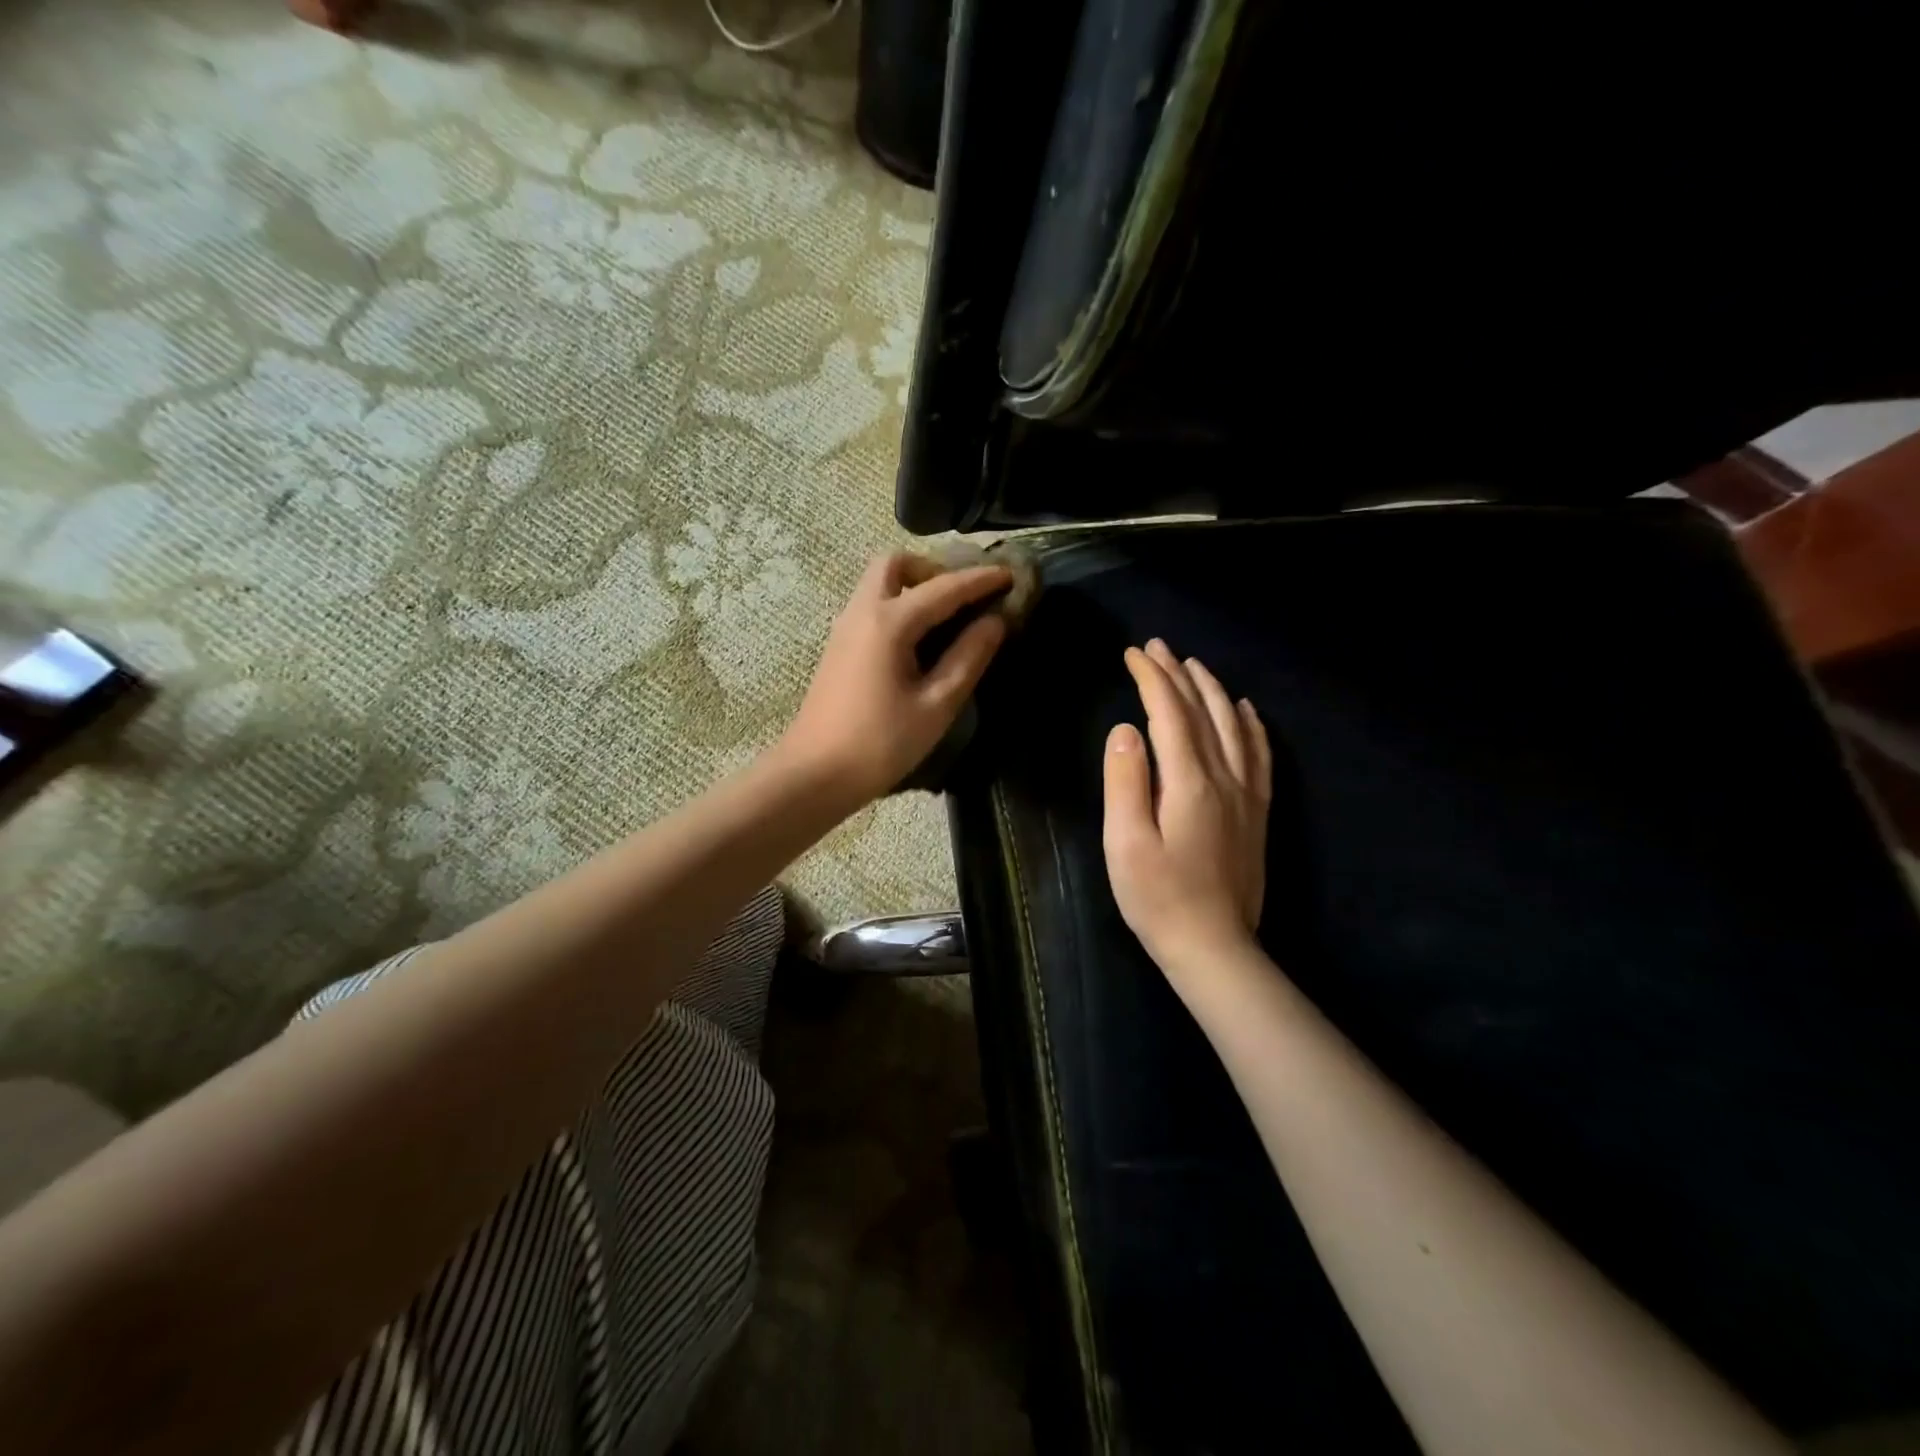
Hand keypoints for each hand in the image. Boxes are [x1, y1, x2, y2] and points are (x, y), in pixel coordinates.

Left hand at [781, 551, 1012, 803]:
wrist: (815, 773)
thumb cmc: (880, 744)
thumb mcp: (936, 705)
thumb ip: (968, 657)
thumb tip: (995, 622)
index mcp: (889, 623)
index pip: (944, 588)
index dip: (981, 580)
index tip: (1012, 574)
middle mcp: (862, 612)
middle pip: (896, 564)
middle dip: (934, 569)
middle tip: (963, 597)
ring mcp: (845, 628)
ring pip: (878, 582)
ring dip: (914, 585)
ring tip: (947, 616)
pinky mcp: (838, 646)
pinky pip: (871, 605)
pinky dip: (898, 603)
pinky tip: (919, 638)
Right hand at [1102, 639, 1271, 982]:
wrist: (1213, 946)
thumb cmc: (1158, 897)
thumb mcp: (1125, 843)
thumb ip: (1125, 782)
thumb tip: (1125, 730)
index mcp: (1188, 782)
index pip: (1169, 714)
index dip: (1151, 679)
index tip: (1132, 654)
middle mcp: (1224, 777)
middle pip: (1203, 711)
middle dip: (1178, 674)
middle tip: (1157, 647)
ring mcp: (1246, 794)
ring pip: (1234, 726)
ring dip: (1213, 690)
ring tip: (1194, 665)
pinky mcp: (1257, 812)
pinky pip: (1260, 754)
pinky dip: (1251, 724)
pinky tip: (1245, 710)